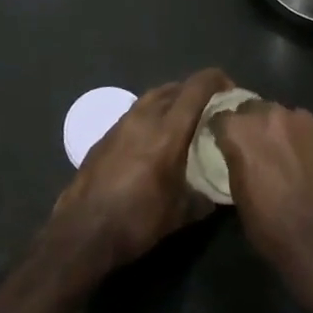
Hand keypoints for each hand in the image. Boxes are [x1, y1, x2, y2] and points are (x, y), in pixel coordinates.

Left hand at [49, 68, 231, 271]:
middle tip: (209, 106)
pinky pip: (135, 113)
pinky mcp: (105, 136)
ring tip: (184, 118)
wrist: (82, 231)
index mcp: (168, 132)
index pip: (196, 89)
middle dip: (194, 90)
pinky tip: (154, 138)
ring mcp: (121, 124)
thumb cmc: (137, 221)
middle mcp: (144, 118)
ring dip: (171, 100)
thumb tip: (216, 194)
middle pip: (173, 88)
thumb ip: (202, 198)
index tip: (230, 88)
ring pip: (151, 97)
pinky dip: (151, 115)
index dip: (216, 80)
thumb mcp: (179, 214)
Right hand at [212, 101, 312, 280]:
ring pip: (289, 117)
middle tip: (262, 149)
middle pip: (256, 109)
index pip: (222, 117)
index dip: (224, 131)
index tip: (227, 143)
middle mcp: (271, 114)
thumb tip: (239, 152)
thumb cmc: (270, 225)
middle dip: (255, 125)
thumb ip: (236, 160)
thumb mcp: (237, 193)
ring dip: (286, 132)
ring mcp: (306, 119)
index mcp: (241, 130)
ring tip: (294, 157)